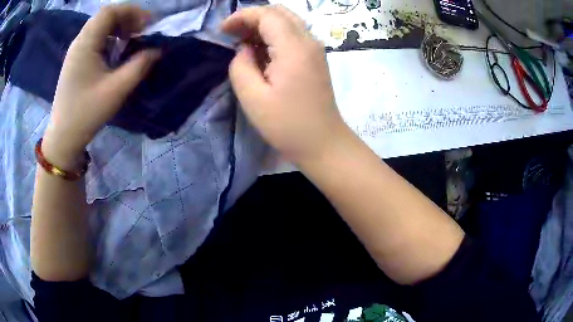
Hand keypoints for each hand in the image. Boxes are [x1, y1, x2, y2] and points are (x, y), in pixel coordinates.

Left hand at [43, 4, 159, 168]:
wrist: (63, 137)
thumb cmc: (86, 113)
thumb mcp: (116, 90)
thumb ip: (139, 66)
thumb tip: (157, 50)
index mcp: (86, 43)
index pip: (110, 11)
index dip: (132, 11)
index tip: (148, 24)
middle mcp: (79, 42)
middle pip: (105, 16)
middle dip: (127, 18)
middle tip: (142, 31)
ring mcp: (76, 51)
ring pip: (99, 26)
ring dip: (118, 27)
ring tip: (131, 39)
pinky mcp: (75, 61)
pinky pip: (95, 39)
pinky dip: (109, 38)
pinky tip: (116, 50)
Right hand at [222, 5, 345, 163]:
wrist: (323, 142)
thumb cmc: (287, 125)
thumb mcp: (253, 98)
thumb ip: (241, 66)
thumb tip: (244, 49)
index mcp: (294, 48)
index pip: (267, 15)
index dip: (242, 16)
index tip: (223, 31)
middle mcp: (309, 41)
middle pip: (279, 12)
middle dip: (252, 17)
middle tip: (232, 34)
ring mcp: (315, 49)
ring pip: (287, 21)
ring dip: (263, 25)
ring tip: (242, 41)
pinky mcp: (316, 58)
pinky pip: (293, 34)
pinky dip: (274, 35)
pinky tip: (261, 51)